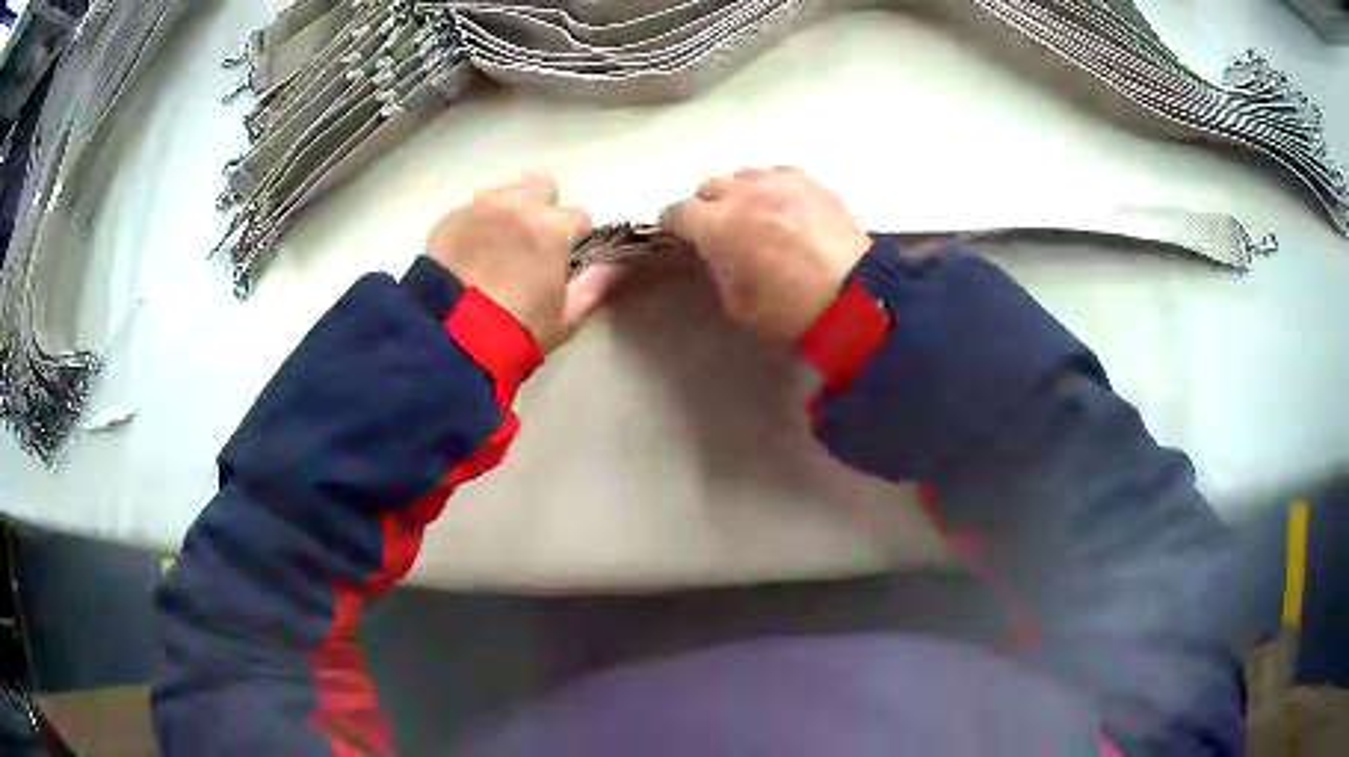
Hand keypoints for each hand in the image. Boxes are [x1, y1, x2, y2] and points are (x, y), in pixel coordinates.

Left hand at [426, 174, 618, 351]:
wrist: (449, 337)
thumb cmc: (516, 330)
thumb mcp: (565, 317)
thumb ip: (596, 286)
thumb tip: (617, 266)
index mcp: (553, 227)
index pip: (580, 217)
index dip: (576, 239)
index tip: (564, 261)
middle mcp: (519, 205)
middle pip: (544, 188)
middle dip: (544, 210)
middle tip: (533, 245)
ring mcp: (480, 207)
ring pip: (507, 191)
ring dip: (512, 208)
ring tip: (500, 243)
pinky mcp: (448, 217)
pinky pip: (473, 207)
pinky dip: (479, 221)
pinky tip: (471, 249)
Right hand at [659, 167, 871, 340]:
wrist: (856, 295)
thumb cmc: (790, 309)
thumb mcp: (739, 304)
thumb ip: (720, 271)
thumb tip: (720, 255)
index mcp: (716, 225)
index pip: (678, 211)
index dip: (674, 223)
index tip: (678, 233)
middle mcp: (742, 193)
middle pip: (709, 187)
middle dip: (707, 205)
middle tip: (719, 227)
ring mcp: (778, 182)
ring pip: (744, 175)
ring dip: (740, 192)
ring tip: (753, 212)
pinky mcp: (810, 181)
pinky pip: (777, 174)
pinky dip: (771, 187)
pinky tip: (783, 205)